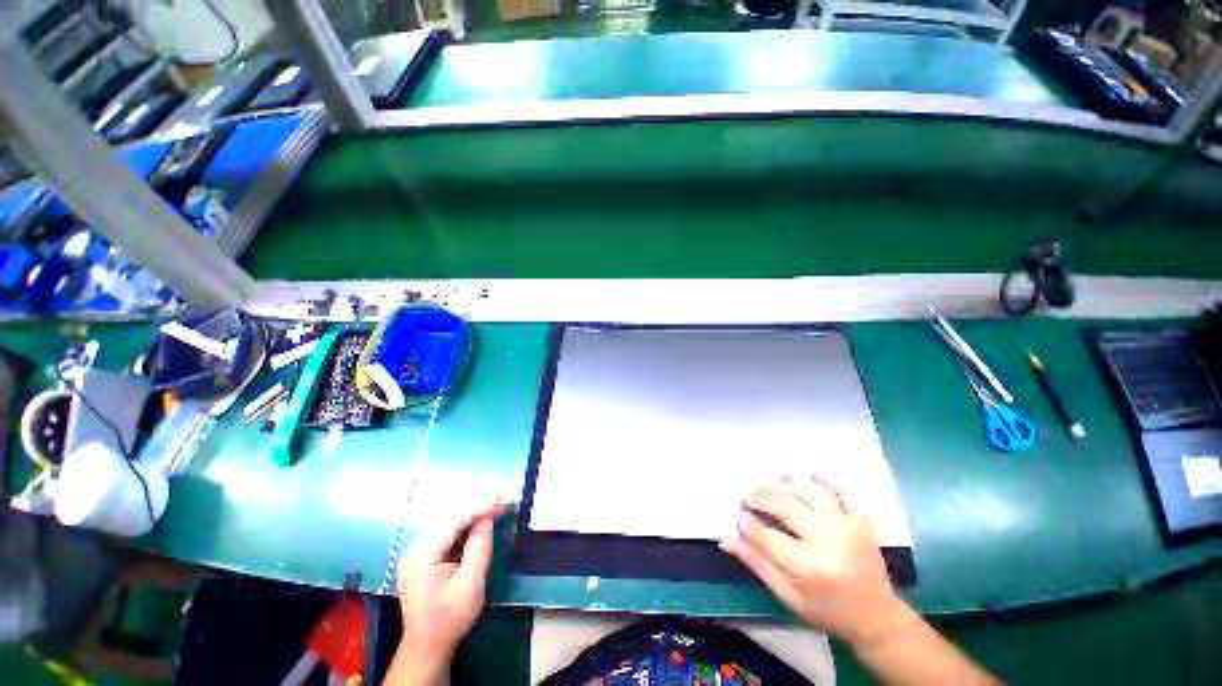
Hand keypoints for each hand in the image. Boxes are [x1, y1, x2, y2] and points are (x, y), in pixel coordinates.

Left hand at [396, 497, 509, 670]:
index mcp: (423, 554)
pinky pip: (448, 531)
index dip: (480, 507)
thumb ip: (479, 547)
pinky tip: (481, 518)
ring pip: (449, 521)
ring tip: (496, 503)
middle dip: (478, 505)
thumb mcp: (470, 584)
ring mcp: (419, 551)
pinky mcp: (425, 556)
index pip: (455, 520)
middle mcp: (417, 547)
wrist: (427, 647)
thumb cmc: (449, 619)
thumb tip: (488, 519)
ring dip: (474, 511)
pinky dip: (466, 523)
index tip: (503, 500)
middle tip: (503, 498)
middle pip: (450, 516)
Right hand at [720, 478, 913, 647]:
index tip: (740, 517)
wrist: (877, 617)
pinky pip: (839, 491)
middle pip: (786, 507)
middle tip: (749, 497)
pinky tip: (806, 475)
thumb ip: (757, 564)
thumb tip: (726, 540)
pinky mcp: (860, 521)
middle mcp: (828, 541)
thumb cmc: (827, 610)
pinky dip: (822, 479)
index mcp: (809, 567)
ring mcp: (847, 527)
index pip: (767, 536)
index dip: (748, 524)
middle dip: (762, 498)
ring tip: (771, 487)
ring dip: (785, 484)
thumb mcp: (788, 596)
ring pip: (809, 491)